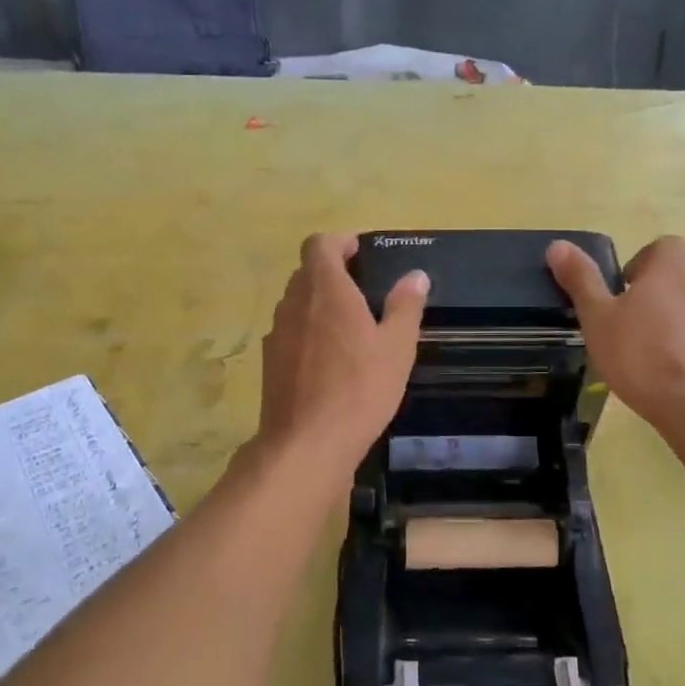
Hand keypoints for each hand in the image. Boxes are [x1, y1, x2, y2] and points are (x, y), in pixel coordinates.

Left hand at [257, 233, 427, 474]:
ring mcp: (276, 332)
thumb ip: (405, 306)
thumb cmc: (360, 389)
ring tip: (349, 327)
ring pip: (296, 303)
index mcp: (326, 289)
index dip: (339, 242)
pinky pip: (289, 332)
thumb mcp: (397, 347)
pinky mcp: (269, 361)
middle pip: (306, 272)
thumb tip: (415, 275)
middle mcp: (294, 303)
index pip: (319, 244)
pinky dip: (307, 332)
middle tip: (363, 292)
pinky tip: (329, 361)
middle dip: (332, 273)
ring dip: (318, 304)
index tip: (360, 253)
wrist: (307, 443)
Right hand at [547, 235, 684, 427]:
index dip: (647, 257)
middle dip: (653, 306)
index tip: (626, 284)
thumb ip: (582, 281)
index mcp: (666, 281)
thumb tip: (559, 244)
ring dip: (672, 335)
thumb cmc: (639, 358)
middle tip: (626, 333)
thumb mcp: (598, 319)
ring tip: (647, 364)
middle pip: (676, 290)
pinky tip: (671, 385)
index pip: (668, 247)